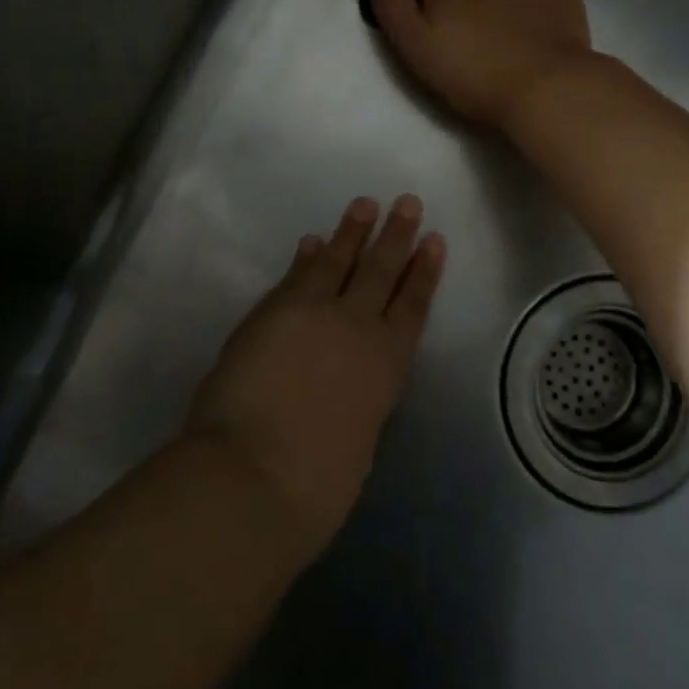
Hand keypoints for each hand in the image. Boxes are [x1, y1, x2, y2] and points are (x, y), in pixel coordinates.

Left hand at [186, 196, 444, 552]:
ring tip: (365, 204)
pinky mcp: (272, 313)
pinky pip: (295, 276)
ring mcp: (313, 314)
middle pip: (381, 271)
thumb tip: (348, 388)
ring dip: (352, 232)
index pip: (412, 306)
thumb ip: (358, 404)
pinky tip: (312, 241)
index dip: (424, 272)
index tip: (434, 240)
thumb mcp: (358, 443)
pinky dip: (306, 257)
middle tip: (408, 202)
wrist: (254, 476)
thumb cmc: (316, 485)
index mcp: (387, 365)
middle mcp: (357, 328)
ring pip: (339, 262)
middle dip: (395, 236)